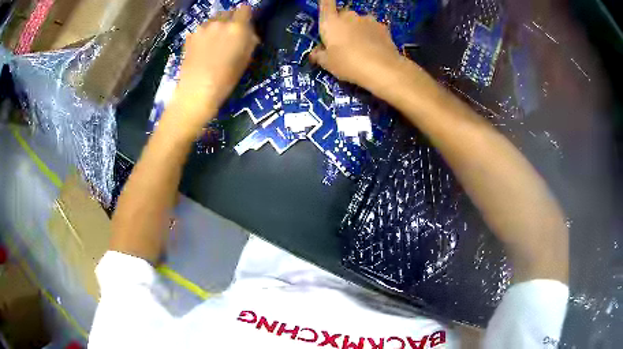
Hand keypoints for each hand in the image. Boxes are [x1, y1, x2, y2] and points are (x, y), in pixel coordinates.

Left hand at [164, 6, 258, 138]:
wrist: (197, 91)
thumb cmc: (226, 79)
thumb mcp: (246, 59)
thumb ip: (249, 40)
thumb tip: (249, 32)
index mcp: (237, 27)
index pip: (245, 8)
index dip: (246, 15)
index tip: (245, 24)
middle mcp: (220, 22)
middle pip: (228, 12)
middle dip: (230, 20)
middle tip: (229, 35)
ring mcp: (202, 28)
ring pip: (213, 20)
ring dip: (216, 26)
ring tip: (213, 43)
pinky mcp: (190, 36)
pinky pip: (201, 29)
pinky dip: (204, 34)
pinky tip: (202, 48)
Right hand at [309, 0, 405, 89]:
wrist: (382, 69)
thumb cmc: (348, 64)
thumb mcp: (328, 64)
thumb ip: (320, 56)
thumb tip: (316, 53)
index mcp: (331, 22)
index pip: (325, 4)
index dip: (325, 2)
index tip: (325, 3)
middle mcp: (349, 16)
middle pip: (343, 15)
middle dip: (342, 25)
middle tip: (342, 43)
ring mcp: (368, 20)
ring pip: (359, 22)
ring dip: (358, 30)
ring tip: (361, 48)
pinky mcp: (383, 27)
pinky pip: (373, 29)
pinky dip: (371, 36)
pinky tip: (374, 49)